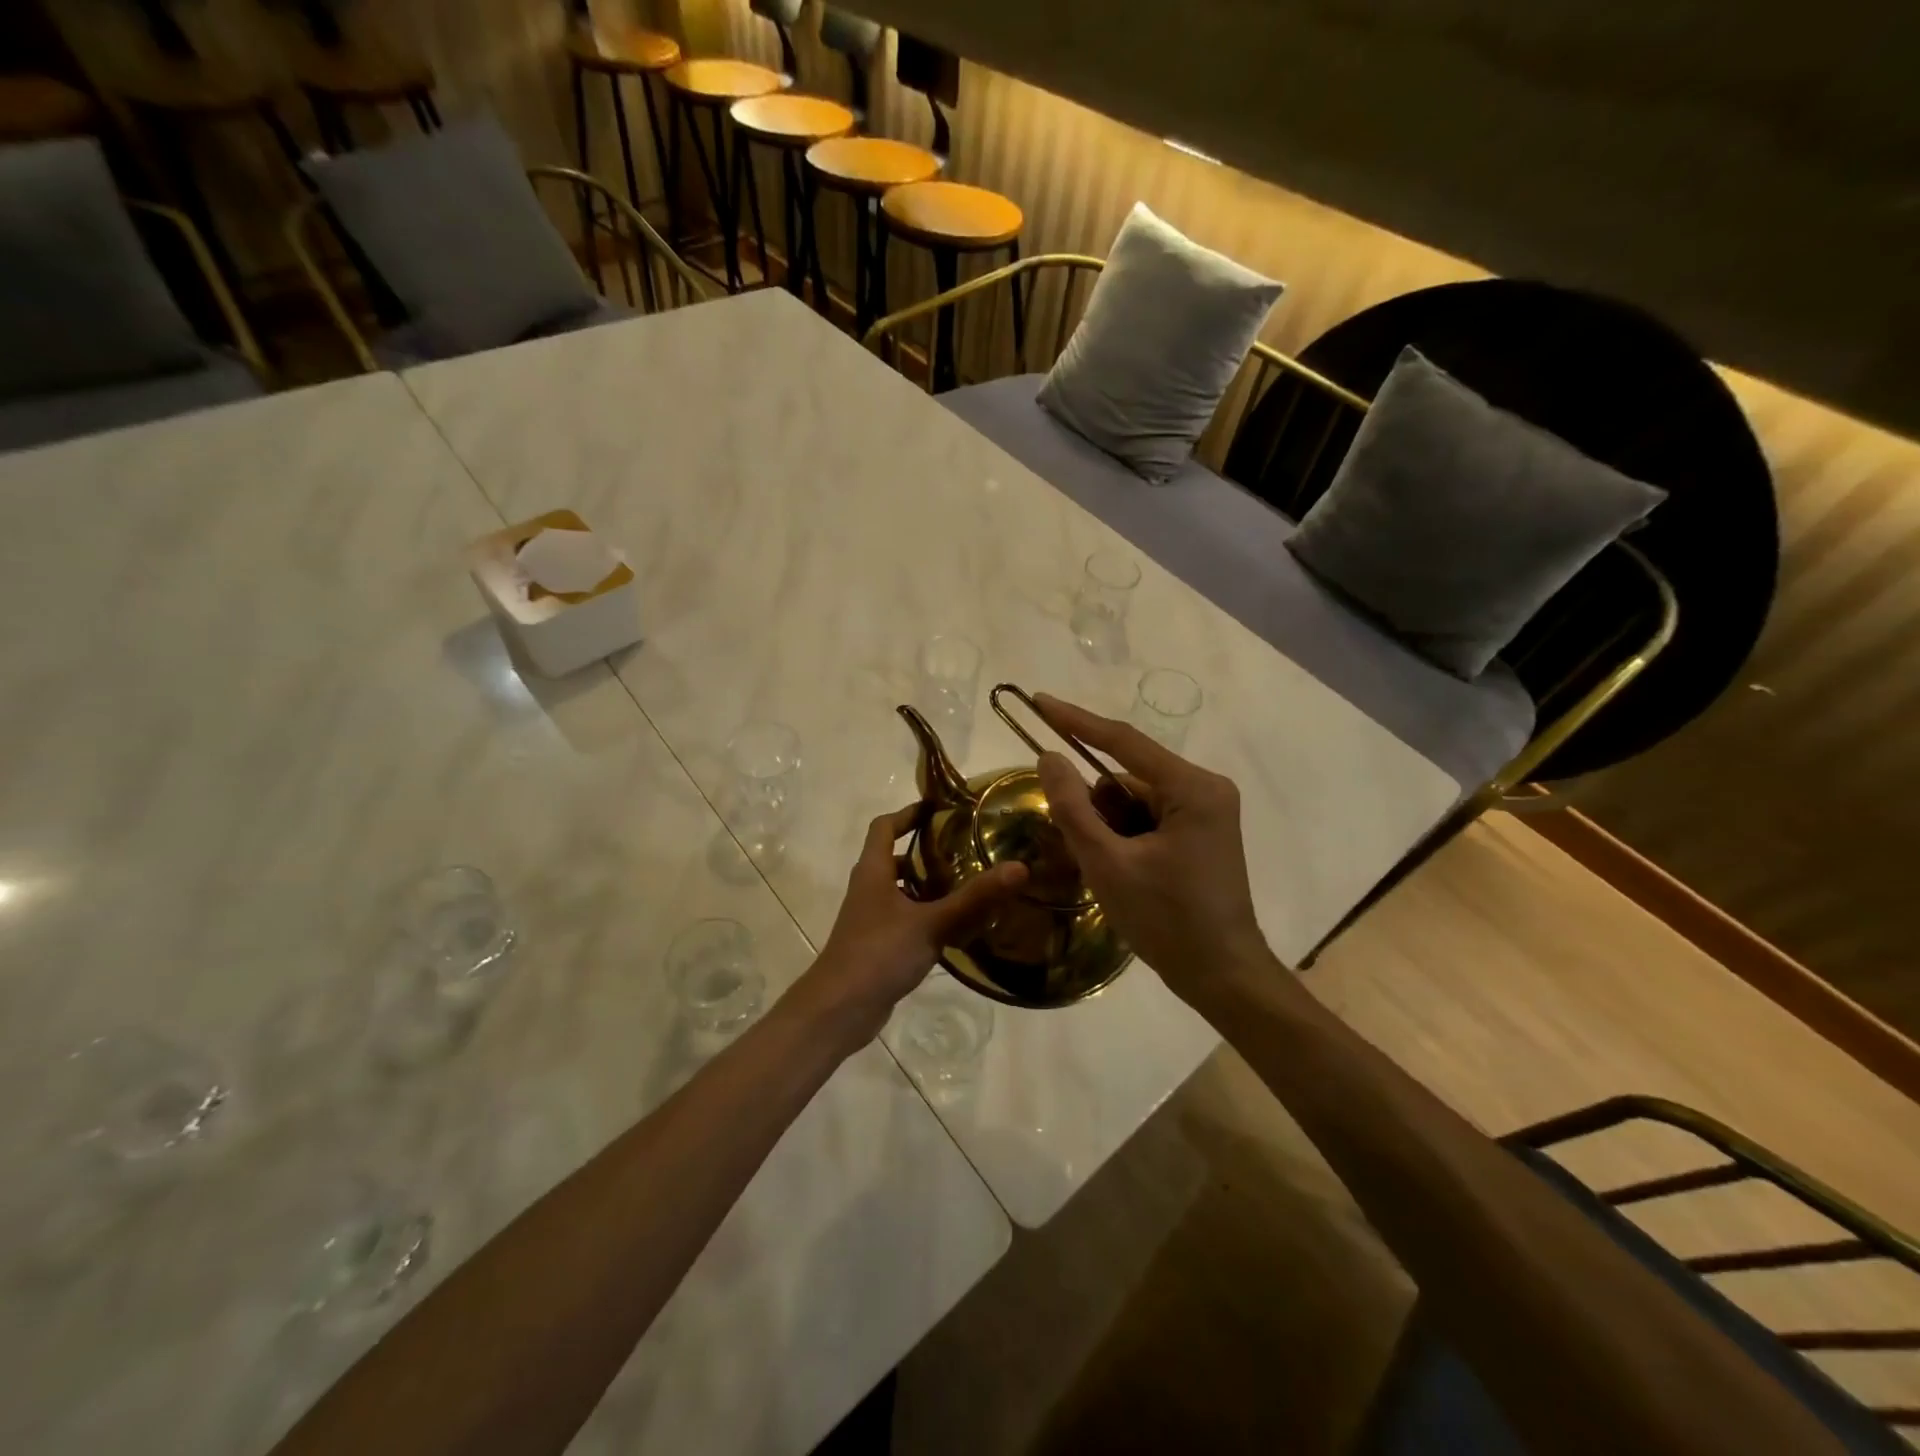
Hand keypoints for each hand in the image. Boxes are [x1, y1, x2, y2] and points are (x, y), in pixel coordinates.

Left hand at [797, 805, 1027, 1046]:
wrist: (839, 1009)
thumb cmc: (879, 953)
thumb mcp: (932, 923)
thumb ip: (974, 898)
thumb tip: (1019, 868)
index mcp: (872, 871)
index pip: (884, 826)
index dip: (907, 813)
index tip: (937, 809)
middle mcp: (867, 889)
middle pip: (892, 858)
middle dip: (924, 852)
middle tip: (963, 849)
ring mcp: (869, 919)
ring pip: (899, 891)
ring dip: (926, 886)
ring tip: (966, 886)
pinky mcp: (875, 945)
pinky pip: (903, 919)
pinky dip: (924, 916)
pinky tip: (953, 929)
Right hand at [1032, 694, 1273, 1003]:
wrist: (1222, 976)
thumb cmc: (1167, 920)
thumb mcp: (1108, 864)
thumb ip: (1073, 807)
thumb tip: (1049, 757)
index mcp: (1191, 788)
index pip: (1123, 741)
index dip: (1076, 721)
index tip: (1038, 701)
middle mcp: (1204, 788)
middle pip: (1127, 777)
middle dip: (1096, 807)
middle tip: (1085, 851)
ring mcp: (1206, 810)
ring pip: (1135, 800)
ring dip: (1110, 827)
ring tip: (1112, 873)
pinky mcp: (1201, 831)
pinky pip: (1149, 817)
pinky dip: (1125, 836)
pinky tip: (1125, 873)